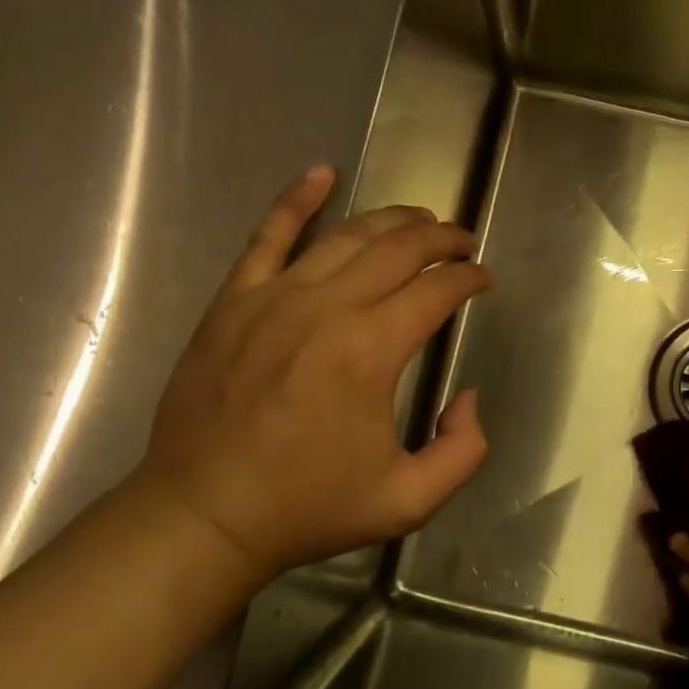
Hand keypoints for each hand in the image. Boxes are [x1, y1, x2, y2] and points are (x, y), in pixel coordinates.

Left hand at [132, 165, 493, 579]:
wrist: (204, 515)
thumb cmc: (307, 508)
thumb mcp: (408, 501)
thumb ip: (463, 451)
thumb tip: (468, 398)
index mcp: (370, 350)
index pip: (436, 291)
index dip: (469, 279)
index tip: (484, 281)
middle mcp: (326, 308)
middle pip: (398, 249)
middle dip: (441, 238)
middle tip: (462, 242)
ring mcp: (273, 297)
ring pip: (346, 235)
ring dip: (392, 220)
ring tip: (419, 220)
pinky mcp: (234, 301)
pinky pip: (268, 235)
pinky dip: (297, 200)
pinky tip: (321, 173)